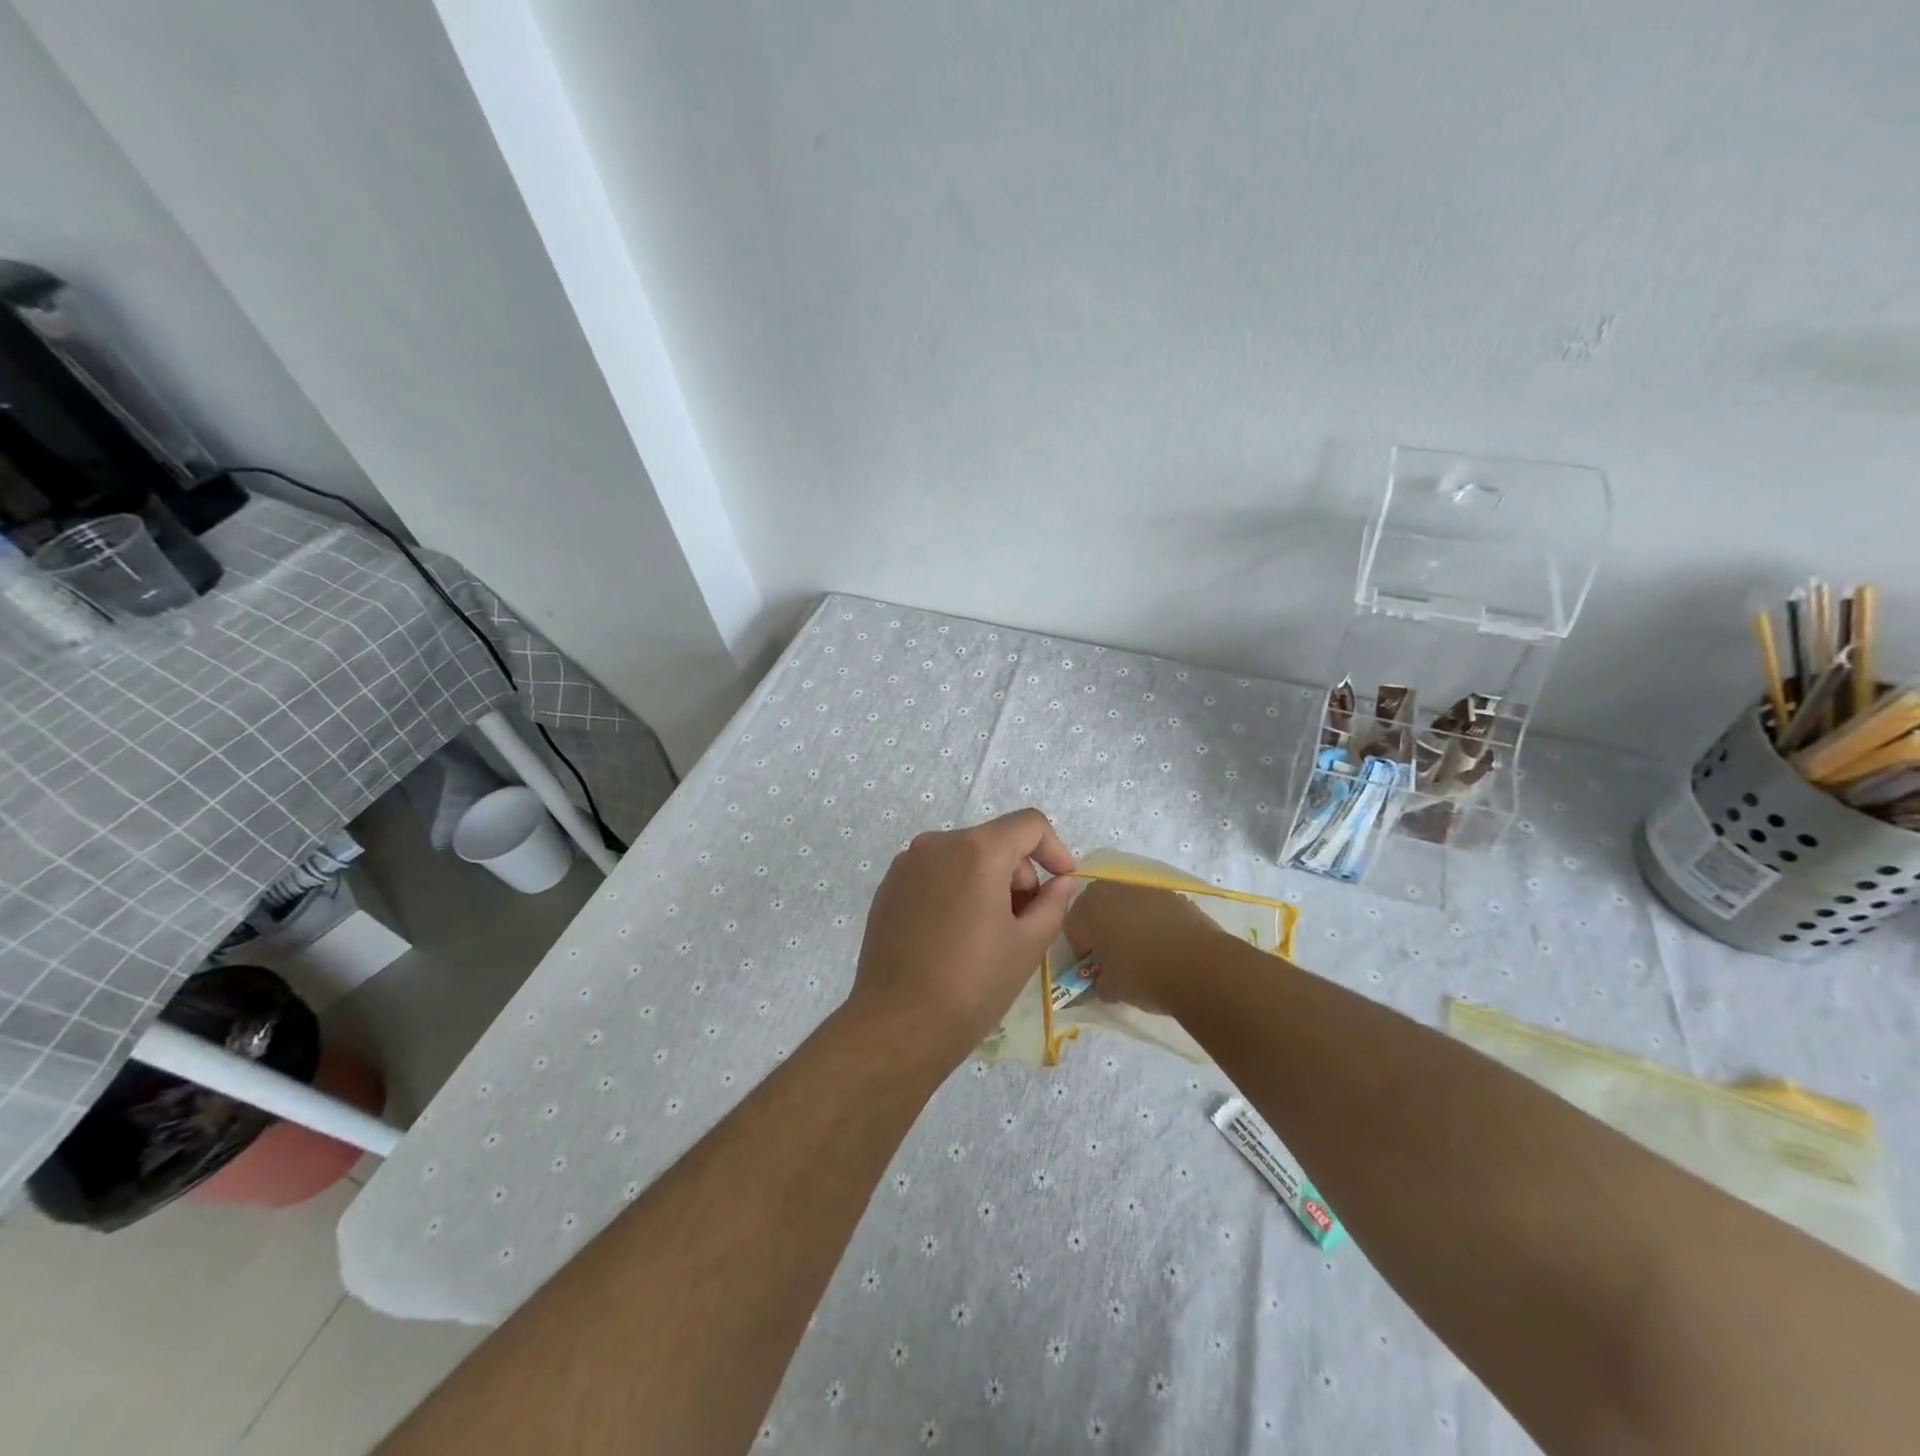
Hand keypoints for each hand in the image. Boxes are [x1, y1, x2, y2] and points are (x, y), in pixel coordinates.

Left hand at [848, 809, 1075, 1070]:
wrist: (897, 1024)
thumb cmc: (972, 985)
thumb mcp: (1027, 946)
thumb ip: (1053, 903)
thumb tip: (1061, 882)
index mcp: (977, 850)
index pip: (1029, 824)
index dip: (1055, 849)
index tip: (1063, 883)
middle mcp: (938, 843)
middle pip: (995, 841)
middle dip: (1019, 874)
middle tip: (1023, 923)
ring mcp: (907, 863)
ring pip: (964, 857)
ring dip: (987, 882)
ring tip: (988, 934)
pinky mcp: (888, 886)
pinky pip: (935, 873)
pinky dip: (955, 890)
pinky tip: (953, 936)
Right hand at [1063, 880, 1223, 1015]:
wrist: (1200, 967)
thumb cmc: (1142, 974)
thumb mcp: (1110, 988)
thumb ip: (1100, 983)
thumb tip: (1104, 983)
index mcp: (1090, 905)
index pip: (1072, 924)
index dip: (1081, 949)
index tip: (1093, 969)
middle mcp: (1115, 888)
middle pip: (1101, 909)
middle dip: (1103, 931)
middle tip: (1114, 960)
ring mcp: (1149, 889)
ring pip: (1129, 908)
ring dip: (1130, 926)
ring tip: (1144, 957)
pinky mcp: (1177, 897)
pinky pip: (1156, 911)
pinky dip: (1156, 926)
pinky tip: (1167, 951)